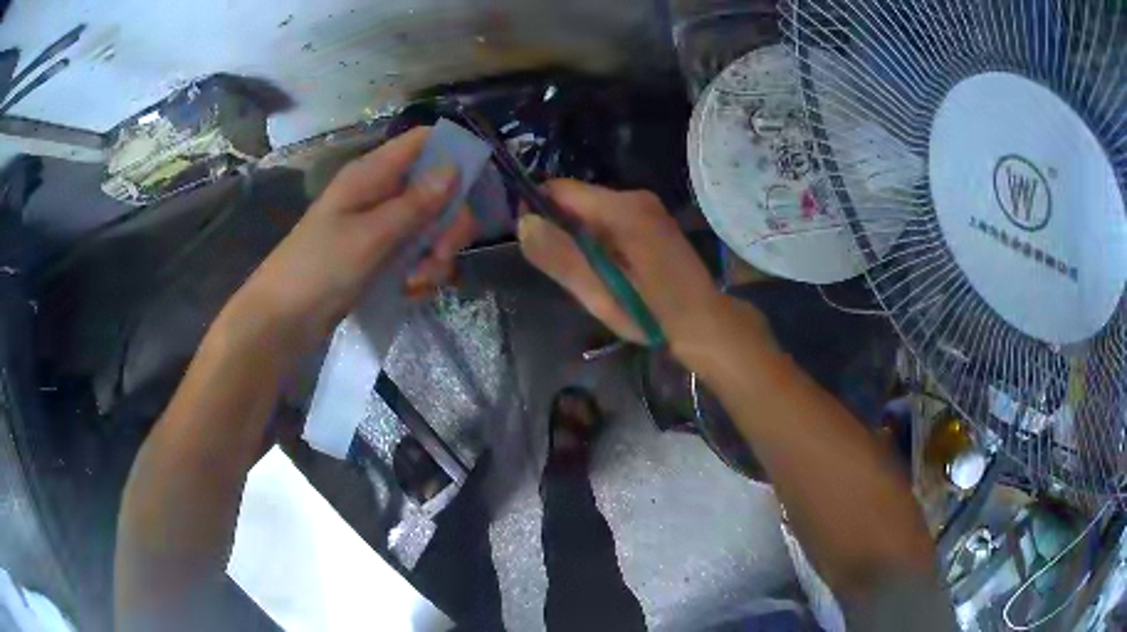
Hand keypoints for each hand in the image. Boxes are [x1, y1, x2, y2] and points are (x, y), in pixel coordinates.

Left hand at [230, 127, 475, 348]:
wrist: (284, 320)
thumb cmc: (319, 269)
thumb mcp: (370, 236)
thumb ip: (415, 204)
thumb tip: (456, 166)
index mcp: (373, 174)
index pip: (424, 142)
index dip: (454, 155)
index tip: (473, 190)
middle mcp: (381, 193)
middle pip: (437, 190)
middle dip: (448, 224)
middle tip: (439, 254)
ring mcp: (382, 226)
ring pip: (431, 228)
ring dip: (435, 257)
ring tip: (417, 283)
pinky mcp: (381, 257)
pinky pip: (417, 256)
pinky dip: (421, 275)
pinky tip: (409, 293)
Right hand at [517, 180, 769, 363]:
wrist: (704, 322)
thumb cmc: (653, 313)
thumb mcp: (600, 293)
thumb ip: (561, 257)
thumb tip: (524, 223)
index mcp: (622, 209)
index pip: (560, 190)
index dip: (537, 210)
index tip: (532, 244)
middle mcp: (635, 197)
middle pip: (576, 200)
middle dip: (561, 229)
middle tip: (565, 271)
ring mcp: (646, 207)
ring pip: (591, 211)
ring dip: (579, 238)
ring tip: (588, 275)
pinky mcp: (651, 219)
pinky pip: (608, 220)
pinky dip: (598, 241)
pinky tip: (607, 269)